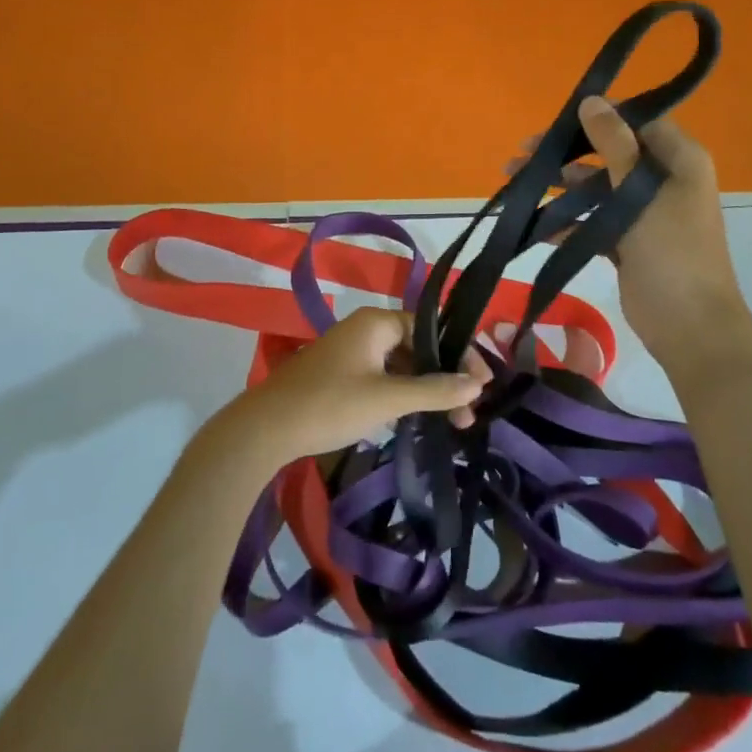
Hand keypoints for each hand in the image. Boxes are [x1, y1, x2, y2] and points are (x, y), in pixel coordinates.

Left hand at [220, 307, 488, 466]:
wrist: (266, 429)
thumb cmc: (330, 404)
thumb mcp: (387, 399)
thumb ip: (434, 390)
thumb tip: (477, 385)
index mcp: (376, 322)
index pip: (431, 329)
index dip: (460, 354)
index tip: (485, 383)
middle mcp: (365, 329)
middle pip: (418, 346)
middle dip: (446, 377)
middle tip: (471, 409)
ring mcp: (351, 352)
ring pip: (401, 365)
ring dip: (426, 389)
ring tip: (453, 420)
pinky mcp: (341, 375)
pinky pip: (384, 377)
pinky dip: (404, 394)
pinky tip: (419, 418)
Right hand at [523, 97, 751, 379]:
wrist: (690, 327)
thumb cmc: (672, 250)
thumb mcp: (642, 192)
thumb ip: (615, 144)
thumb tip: (591, 100)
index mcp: (680, 161)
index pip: (638, 121)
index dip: (600, 116)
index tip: (559, 119)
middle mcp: (663, 181)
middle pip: (610, 153)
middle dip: (567, 152)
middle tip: (524, 152)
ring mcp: (644, 213)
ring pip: (596, 188)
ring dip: (560, 185)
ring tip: (516, 181)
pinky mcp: (627, 243)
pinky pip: (592, 222)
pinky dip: (566, 221)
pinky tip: (535, 224)